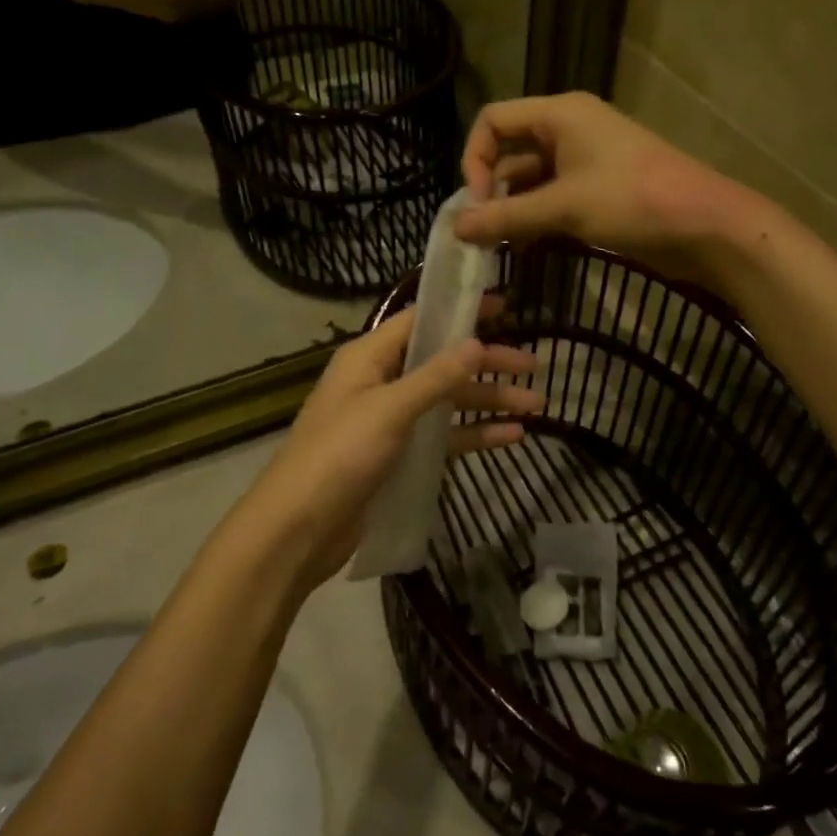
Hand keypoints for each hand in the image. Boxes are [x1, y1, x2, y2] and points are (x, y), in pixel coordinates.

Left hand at [232, 306, 538, 591]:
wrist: (298, 530)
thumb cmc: (339, 456)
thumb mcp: (390, 409)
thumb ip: (435, 376)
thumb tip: (476, 342)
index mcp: (369, 357)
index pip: (421, 320)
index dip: (461, 311)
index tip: (504, 305)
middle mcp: (381, 381)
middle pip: (442, 362)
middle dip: (487, 364)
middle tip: (534, 365)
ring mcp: (390, 420)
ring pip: (448, 401)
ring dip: (488, 402)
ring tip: (537, 405)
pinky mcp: (399, 455)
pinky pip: (443, 436)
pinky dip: (474, 434)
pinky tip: (511, 436)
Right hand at [454, 93, 757, 282]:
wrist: (705, 226)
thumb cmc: (633, 201)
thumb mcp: (563, 207)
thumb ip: (506, 217)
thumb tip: (456, 229)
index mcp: (560, 114)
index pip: (494, 121)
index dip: (475, 159)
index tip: (479, 203)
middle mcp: (568, 129)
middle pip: (510, 150)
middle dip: (492, 190)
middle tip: (482, 233)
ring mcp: (585, 160)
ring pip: (531, 179)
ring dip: (513, 209)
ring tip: (501, 246)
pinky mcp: (598, 189)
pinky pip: (553, 197)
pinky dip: (536, 218)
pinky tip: (527, 248)